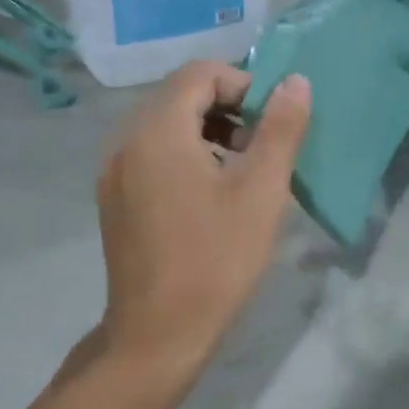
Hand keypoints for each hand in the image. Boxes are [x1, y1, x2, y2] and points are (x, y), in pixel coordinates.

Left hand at [95, 61, 310, 386]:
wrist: (158, 334)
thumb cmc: (216, 260)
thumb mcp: (261, 192)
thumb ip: (280, 130)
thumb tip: (295, 82)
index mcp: (157, 131)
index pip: (200, 74)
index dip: (243, 84)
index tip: (273, 121)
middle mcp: (125, 141)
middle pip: (179, 97)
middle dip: (227, 109)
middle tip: (263, 147)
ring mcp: (113, 173)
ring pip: (164, 127)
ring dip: (207, 132)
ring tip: (242, 171)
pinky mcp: (113, 200)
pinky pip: (151, 156)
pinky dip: (184, 156)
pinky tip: (210, 196)